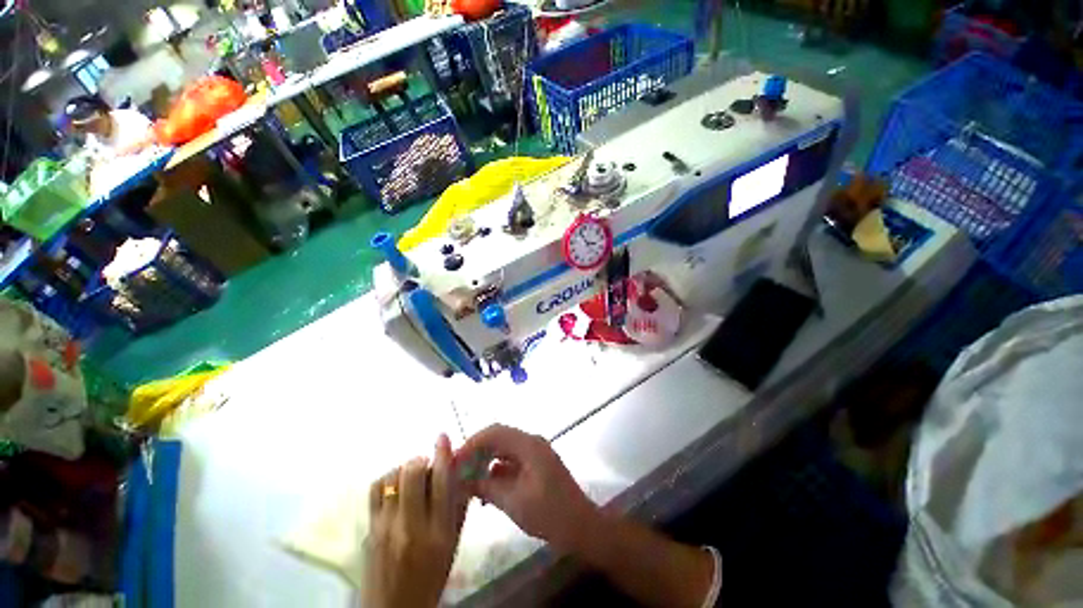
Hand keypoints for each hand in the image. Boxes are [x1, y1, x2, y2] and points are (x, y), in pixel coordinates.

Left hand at [363, 434, 467, 607]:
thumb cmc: (431, 578)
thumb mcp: (452, 545)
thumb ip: (458, 508)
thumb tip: (462, 474)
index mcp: (437, 533)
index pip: (441, 484)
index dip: (442, 456)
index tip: (442, 437)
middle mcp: (410, 527)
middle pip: (411, 474)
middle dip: (420, 462)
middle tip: (426, 467)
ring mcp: (384, 528)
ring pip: (390, 479)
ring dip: (403, 470)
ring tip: (410, 478)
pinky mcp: (368, 530)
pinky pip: (375, 491)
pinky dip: (387, 481)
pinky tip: (395, 488)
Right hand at [458, 425, 598, 552]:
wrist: (580, 526)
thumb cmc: (549, 513)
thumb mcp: (513, 501)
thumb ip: (486, 486)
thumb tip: (460, 479)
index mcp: (529, 445)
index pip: (494, 432)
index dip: (472, 443)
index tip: (453, 461)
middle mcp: (531, 442)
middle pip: (498, 437)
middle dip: (477, 451)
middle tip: (457, 470)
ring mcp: (535, 453)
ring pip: (504, 448)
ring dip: (486, 460)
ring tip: (468, 480)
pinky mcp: (536, 465)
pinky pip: (511, 460)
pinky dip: (497, 470)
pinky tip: (486, 488)